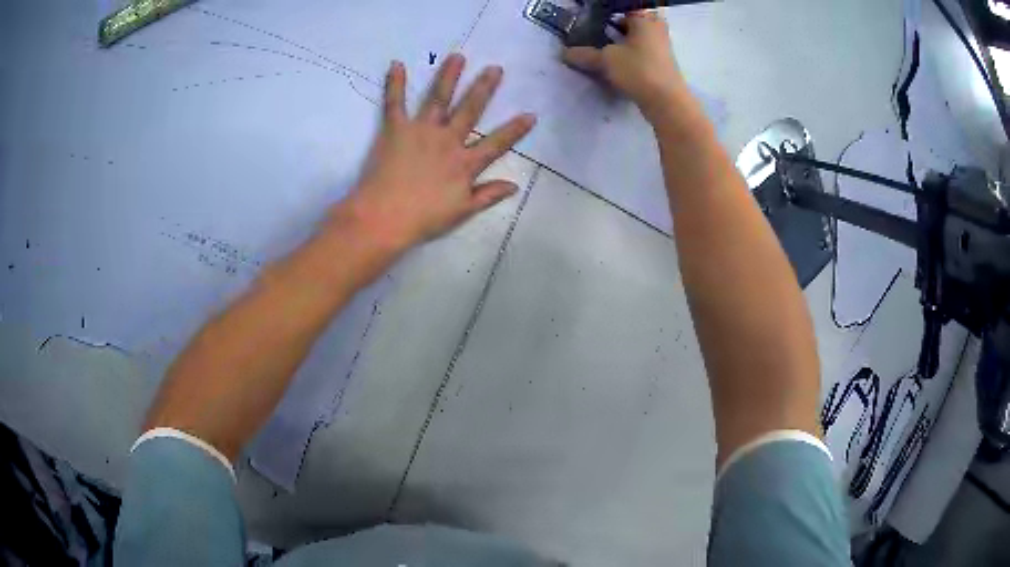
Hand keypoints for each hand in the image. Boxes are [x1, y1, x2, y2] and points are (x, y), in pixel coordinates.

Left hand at [335, 54, 535, 252]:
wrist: (384, 218)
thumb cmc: (423, 219)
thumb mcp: (462, 211)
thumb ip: (488, 195)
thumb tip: (515, 186)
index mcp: (465, 163)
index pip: (497, 144)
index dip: (515, 130)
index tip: (530, 115)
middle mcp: (447, 140)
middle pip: (470, 110)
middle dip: (484, 88)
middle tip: (495, 68)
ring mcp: (421, 131)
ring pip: (438, 99)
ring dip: (449, 76)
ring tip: (457, 56)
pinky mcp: (395, 129)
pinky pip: (395, 103)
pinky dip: (395, 84)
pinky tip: (397, 64)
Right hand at [563, 12, 688, 120]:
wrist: (667, 102)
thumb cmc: (639, 70)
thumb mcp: (606, 60)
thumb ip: (584, 54)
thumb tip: (564, 53)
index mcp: (644, 18)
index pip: (623, 6)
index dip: (606, 11)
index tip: (592, 16)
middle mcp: (655, 26)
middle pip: (632, 18)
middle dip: (616, 23)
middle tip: (597, 28)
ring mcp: (661, 44)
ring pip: (638, 33)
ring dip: (622, 37)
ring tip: (602, 43)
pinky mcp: (661, 61)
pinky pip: (642, 48)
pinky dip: (629, 50)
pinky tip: (615, 59)